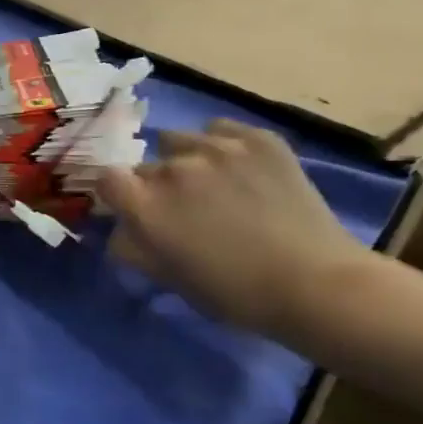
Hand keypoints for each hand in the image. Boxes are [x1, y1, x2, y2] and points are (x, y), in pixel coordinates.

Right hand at [96, 119, 367, 338]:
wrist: (315, 283)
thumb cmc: (235, 294)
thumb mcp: (171, 280)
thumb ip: (136, 249)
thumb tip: (121, 230)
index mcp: (147, 206)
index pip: (107, 179)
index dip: (117, 193)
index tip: (132, 207)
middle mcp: (173, 169)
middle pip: (147, 165)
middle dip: (155, 184)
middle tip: (183, 208)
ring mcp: (217, 148)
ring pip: (180, 141)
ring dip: (185, 160)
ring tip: (211, 182)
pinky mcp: (257, 138)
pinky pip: (220, 130)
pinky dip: (221, 145)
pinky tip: (238, 168)